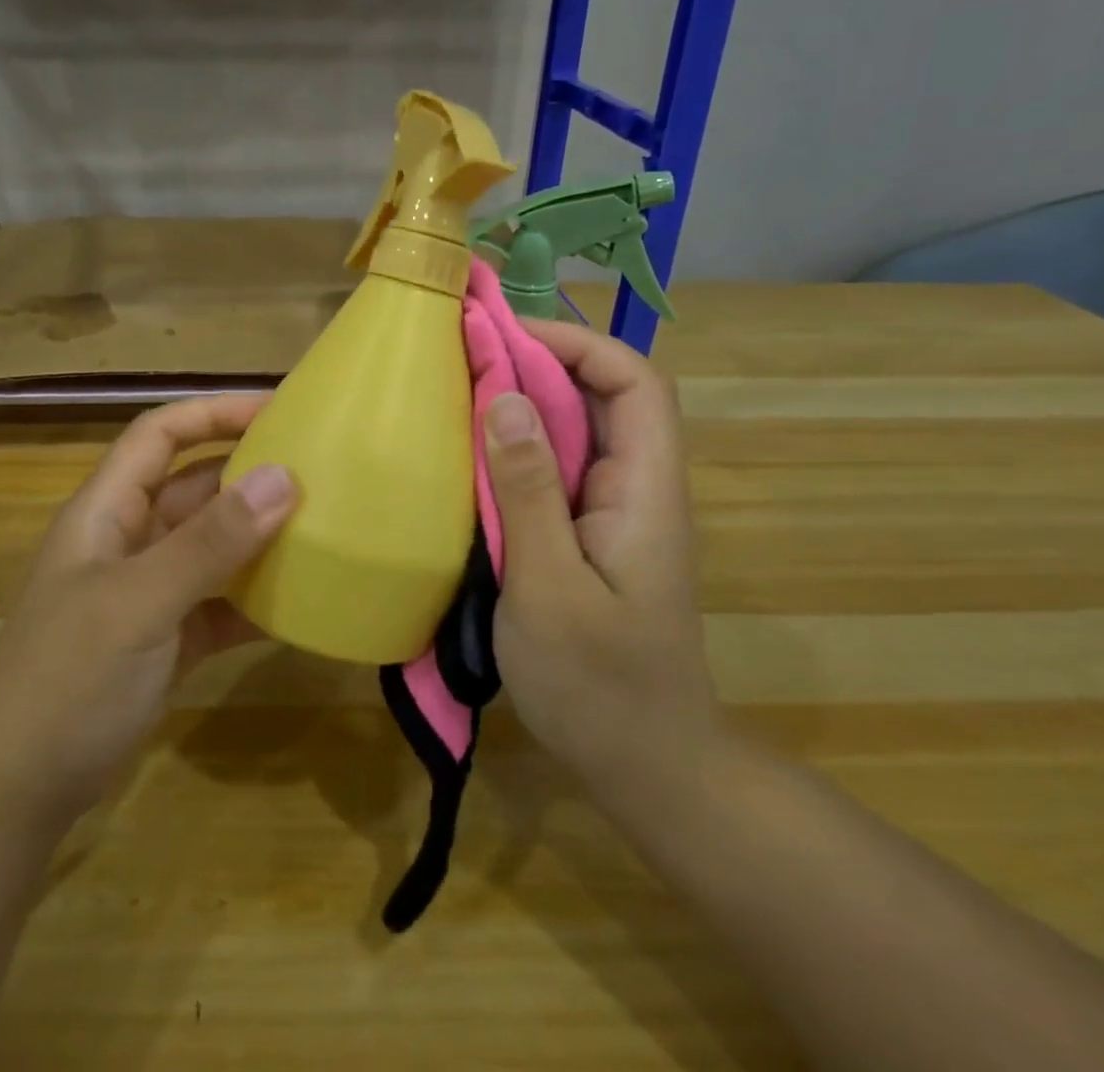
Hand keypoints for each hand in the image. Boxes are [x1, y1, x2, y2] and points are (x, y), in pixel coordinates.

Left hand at [0, 395, 296, 825]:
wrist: (17, 793)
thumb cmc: (68, 680)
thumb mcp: (140, 603)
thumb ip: (210, 542)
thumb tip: (284, 477)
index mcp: (106, 511)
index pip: (160, 435)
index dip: (213, 412)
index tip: (278, 409)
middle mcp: (128, 540)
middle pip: (192, 485)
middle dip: (247, 472)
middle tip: (317, 469)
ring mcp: (147, 592)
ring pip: (210, 544)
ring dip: (257, 535)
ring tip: (322, 526)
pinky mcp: (166, 639)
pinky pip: (219, 602)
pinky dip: (254, 599)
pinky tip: (300, 604)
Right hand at [484, 320, 721, 824]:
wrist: (646, 766)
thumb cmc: (600, 685)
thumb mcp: (550, 587)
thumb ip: (528, 490)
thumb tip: (503, 397)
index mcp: (646, 491)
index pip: (635, 383)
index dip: (578, 344)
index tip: (506, 337)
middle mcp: (636, 488)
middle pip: (602, 396)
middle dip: (538, 363)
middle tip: (464, 357)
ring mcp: (611, 512)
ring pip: (575, 431)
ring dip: (521, 404)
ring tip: (457, 392)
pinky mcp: (586, 535)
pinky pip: (554, 470)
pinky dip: (514, 448)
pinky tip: (469, 456)